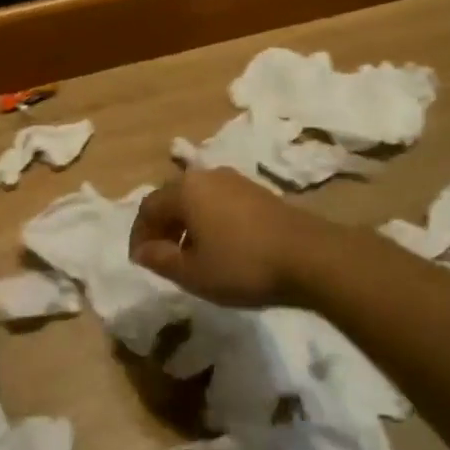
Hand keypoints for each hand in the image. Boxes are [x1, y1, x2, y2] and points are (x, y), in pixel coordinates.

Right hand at [128, 169, 322, 307]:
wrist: (310, 256)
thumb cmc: (243, 264)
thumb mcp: (193, 273)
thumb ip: (161, 259)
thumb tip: (142, 250)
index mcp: (185, 190)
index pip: (148, 208)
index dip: (139, 235)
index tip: (140, 261)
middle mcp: (207, 176)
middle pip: (172, 198)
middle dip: (161, 227)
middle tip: (161, 257)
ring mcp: (235, 181)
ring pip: (197, 199)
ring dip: (186, 224)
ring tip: (190, 255)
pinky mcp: (257, 192)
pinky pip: (219, 202)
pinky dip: (208, 221)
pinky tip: (220, 246)